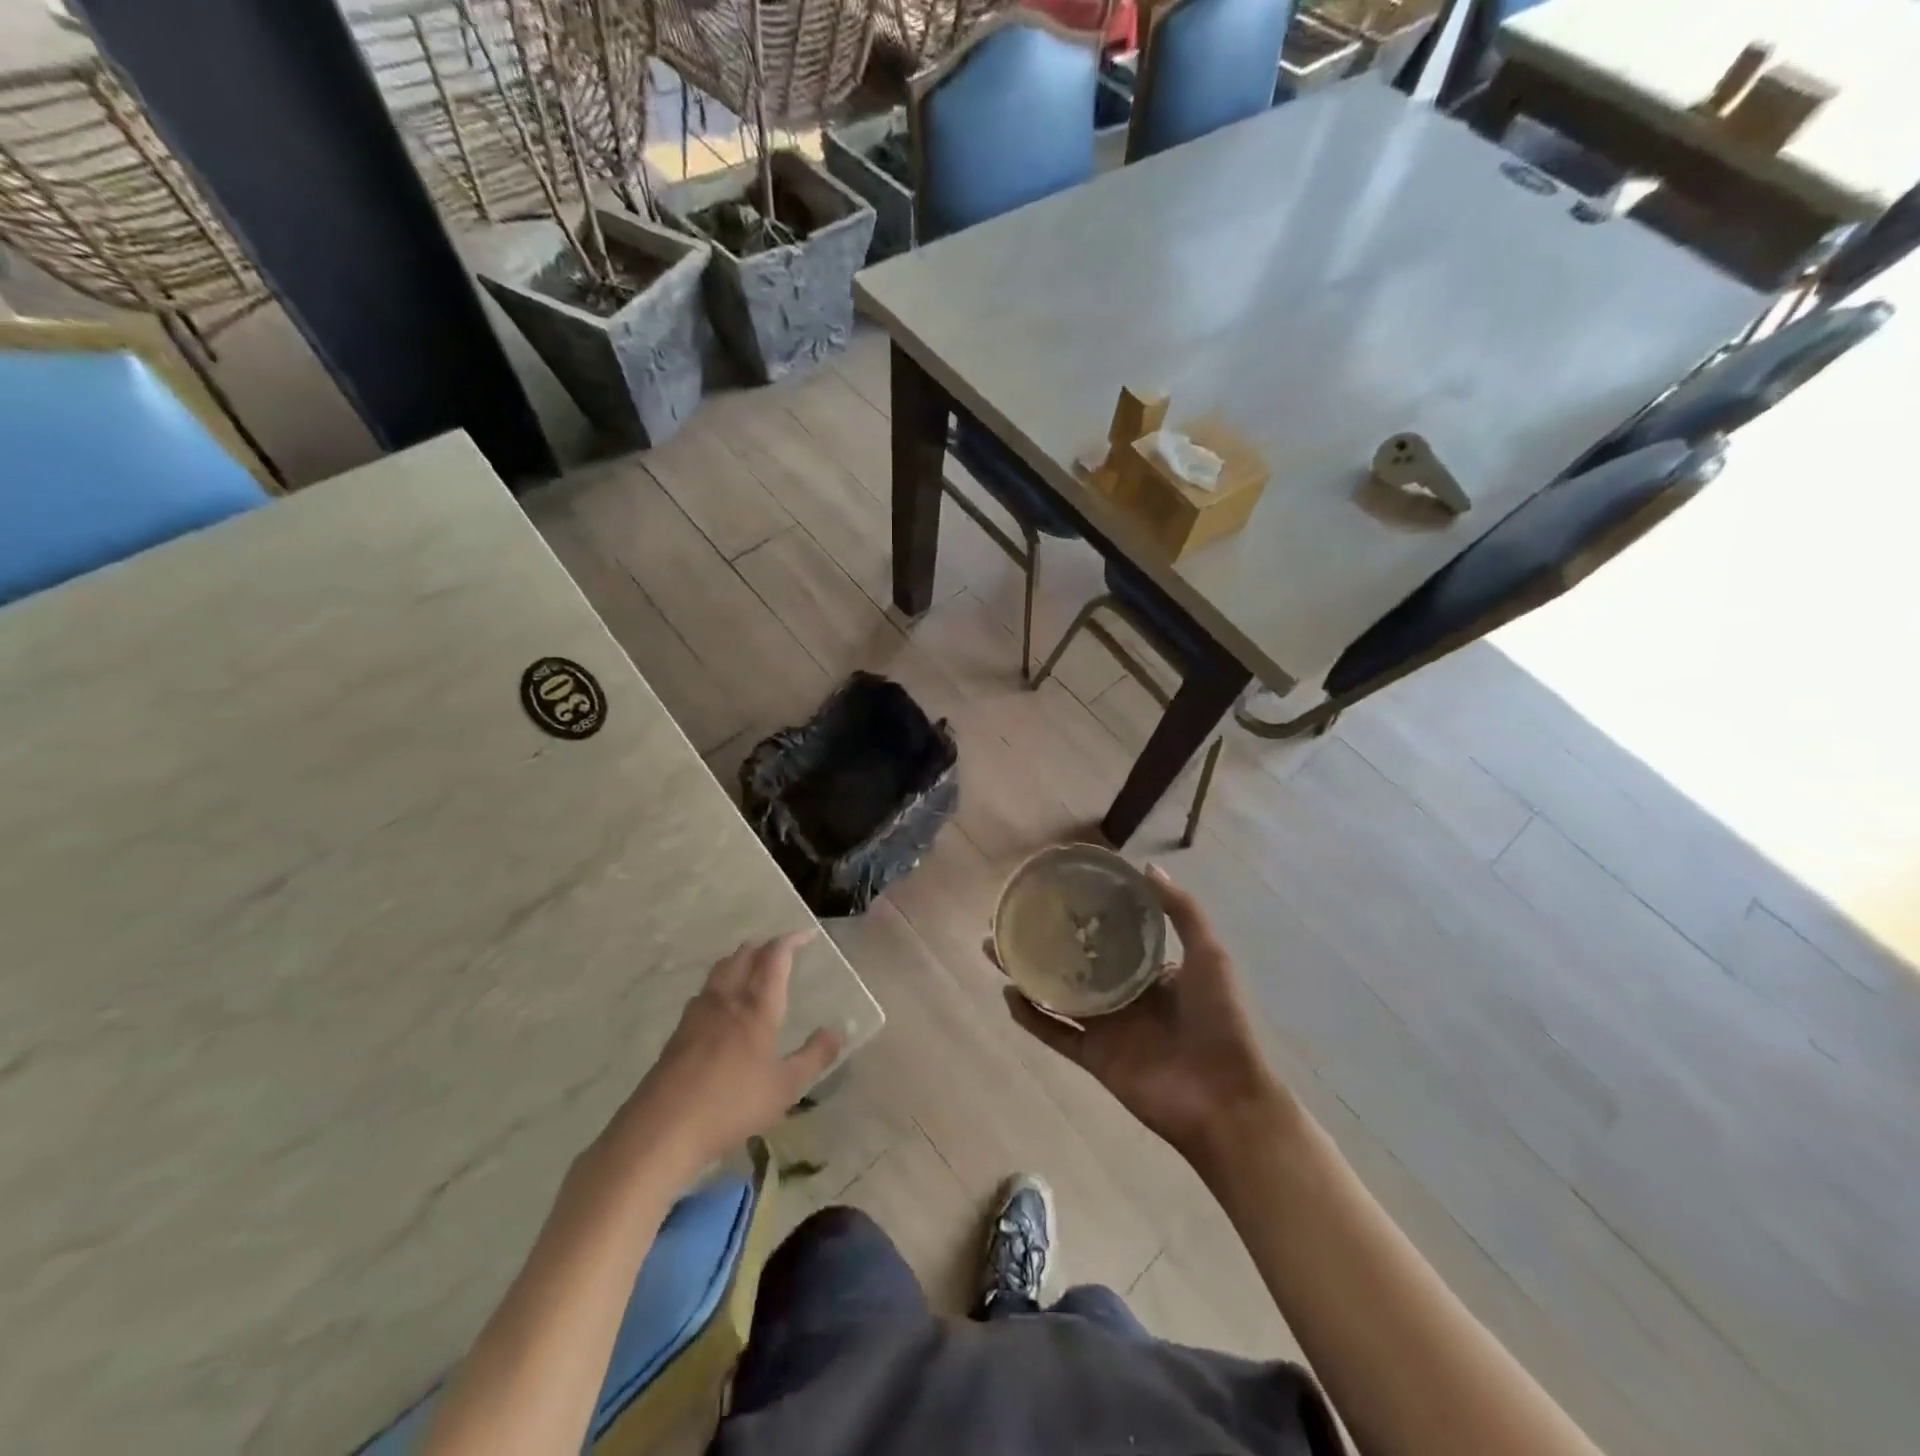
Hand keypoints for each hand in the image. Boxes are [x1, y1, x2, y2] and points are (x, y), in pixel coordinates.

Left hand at [600, 932, 843, 1180]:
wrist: (662, 1128)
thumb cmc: (731, 1105)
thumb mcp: (785, 1087)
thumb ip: (815, 1056)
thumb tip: (839, 1029)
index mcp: (756, 1007)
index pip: (774, 957)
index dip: (791, 940)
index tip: (806, 935)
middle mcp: (727, 999)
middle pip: (744, 956)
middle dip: (764, 947)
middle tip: (781, 951)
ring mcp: (698, 1013)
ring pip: (720, 970)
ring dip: (740, 960)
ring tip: (752, 967)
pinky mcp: (679, 1031)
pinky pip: (705, 992)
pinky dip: (721, 984)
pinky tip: (722, 1005)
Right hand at [1002, 865, 1285, 1166]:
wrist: (1225, 1100)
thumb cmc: (1220, 1021)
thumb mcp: (1209, 955)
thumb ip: (1181, 910)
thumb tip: (1144, 866)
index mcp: (1149, 970)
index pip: (1108, 933)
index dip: (1081, 913)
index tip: (1052, 889)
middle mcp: (1122, 993)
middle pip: (1072, 960)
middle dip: (1043, 938)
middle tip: (1009, 916)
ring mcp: (1105, 1027)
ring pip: (1055, 993)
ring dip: (1026, 972)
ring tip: (994, 947)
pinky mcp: (1092, 1057)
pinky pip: (1054, 1033)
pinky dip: (1030, 1017)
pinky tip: (1009, 994)